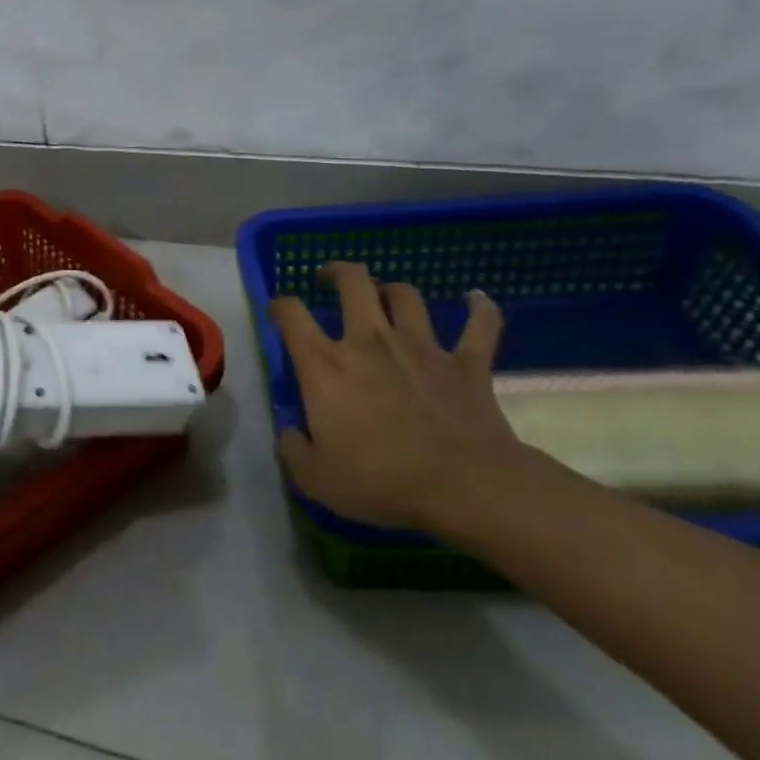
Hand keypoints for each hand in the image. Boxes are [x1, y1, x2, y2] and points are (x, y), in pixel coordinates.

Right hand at [269, 263, 520, 534]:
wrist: (467, 487)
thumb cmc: (382, 481)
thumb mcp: (316, 479)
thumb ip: (294, 450)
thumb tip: (291, 432)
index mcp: (325, 366)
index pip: (292, 315)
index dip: (280, 305)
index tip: (279, 310)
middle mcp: (370, 342)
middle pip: (353, 283)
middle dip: (338, 272)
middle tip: (330, 278)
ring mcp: (422, 347)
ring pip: (405, 296)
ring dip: (392, 290)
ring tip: (385, 296)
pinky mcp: (468, 364)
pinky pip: (480, 325)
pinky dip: (480, 309)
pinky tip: (477, 299)